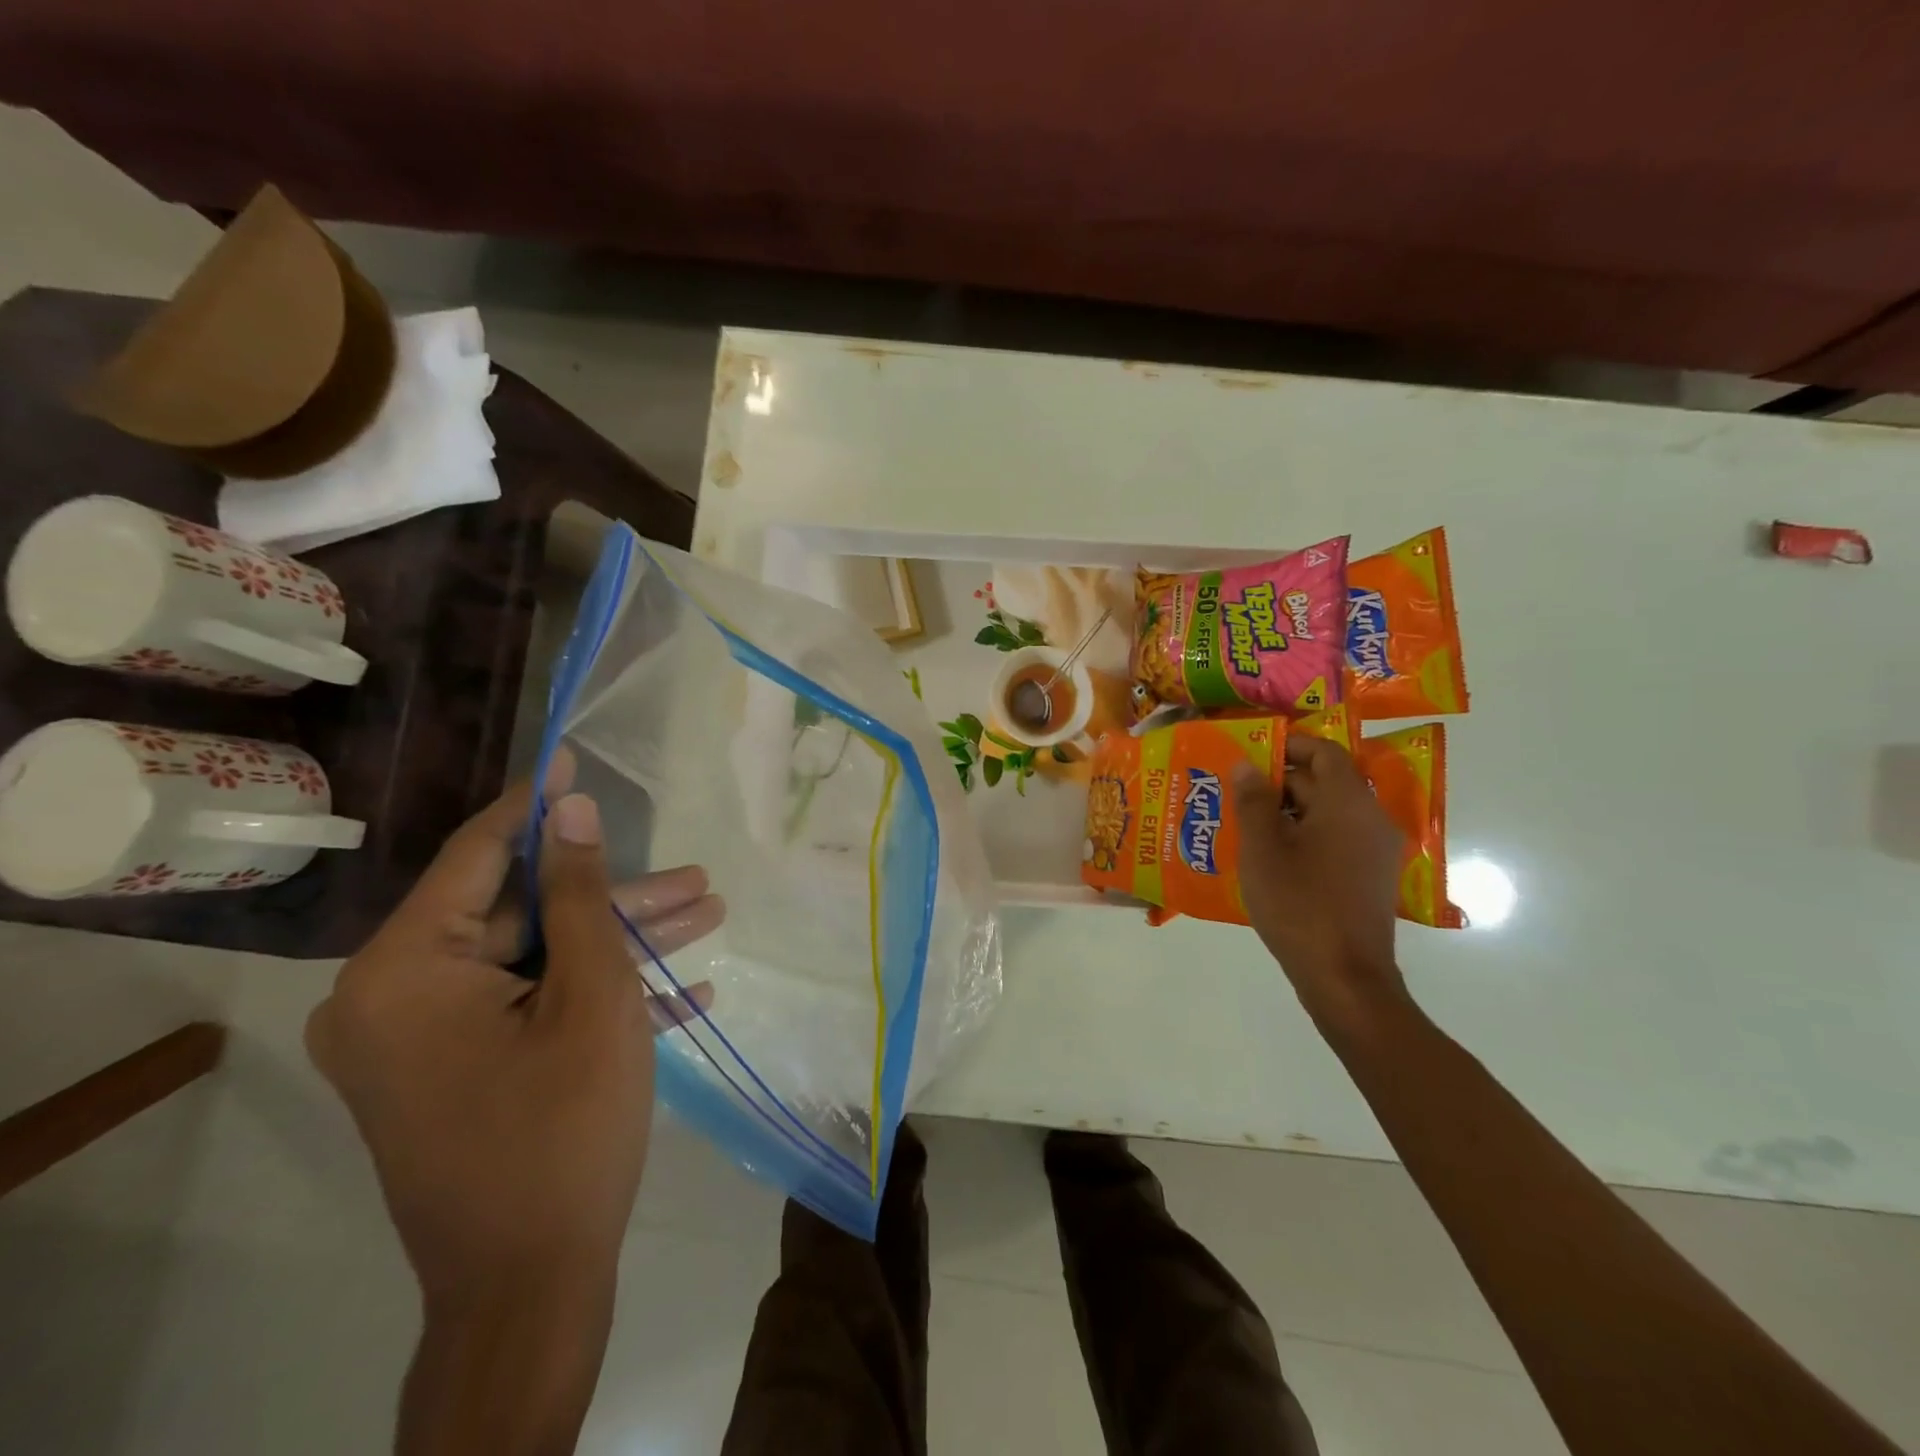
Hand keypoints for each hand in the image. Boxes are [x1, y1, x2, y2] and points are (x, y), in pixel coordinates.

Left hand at [306, 751, 724, 1306]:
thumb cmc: (564, 1126)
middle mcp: (396, 998)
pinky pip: (534, 1008)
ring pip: (539, 960)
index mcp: (405, 971)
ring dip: (623, 943)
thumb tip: (572, 809)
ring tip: (707, 917)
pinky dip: (600, 995)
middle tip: (695, 880)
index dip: (540, 804)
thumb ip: (581, 895)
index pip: (480, 855)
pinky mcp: (460, 1071)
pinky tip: (687, 990)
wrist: (533, 1287)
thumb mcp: (591, 994)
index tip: (577, 753)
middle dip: (617, 898)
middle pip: (524, 914)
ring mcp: (428, 1040)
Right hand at [1233, 733, 1408, 1031]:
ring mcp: (1374, 851)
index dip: (1288, 745)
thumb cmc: (1299, 904)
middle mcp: (1370, 819)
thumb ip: (1253, 801)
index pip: (1325, 752)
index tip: (1250, 752)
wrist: (1344, 978)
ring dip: (1287, 811)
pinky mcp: (1368, 878)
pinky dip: (1302, 836)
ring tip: (1242, 823)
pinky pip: (1334, 840)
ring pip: (1327, 813)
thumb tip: (1247, 765)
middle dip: (1279, 782)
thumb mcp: (1263, 849)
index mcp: (1349, 803)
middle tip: (1234, 791)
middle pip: (1325, 782)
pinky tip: (1267, 856)